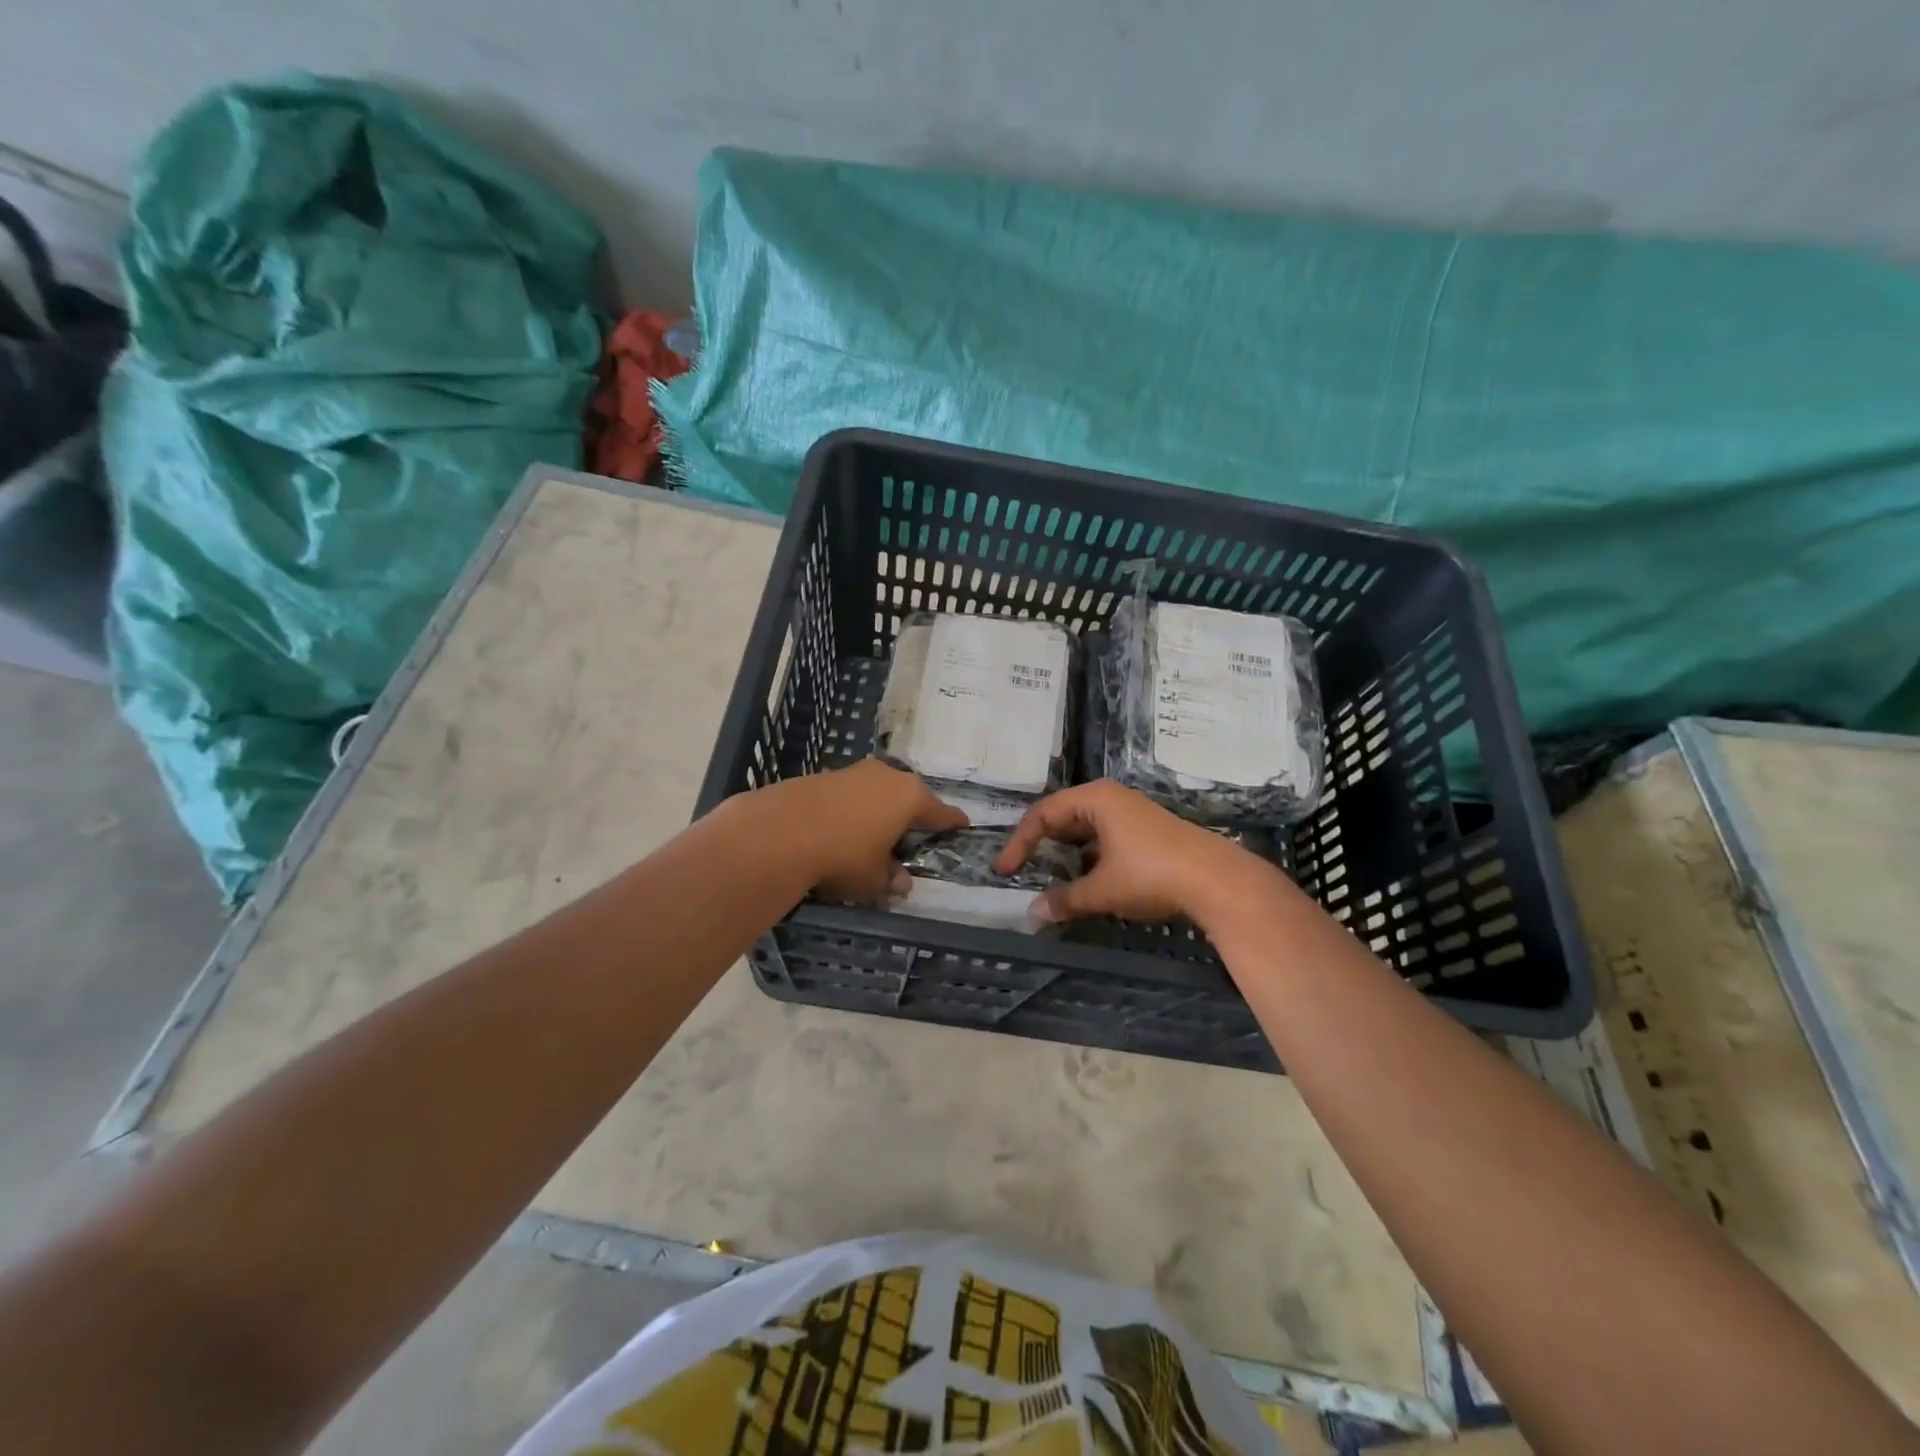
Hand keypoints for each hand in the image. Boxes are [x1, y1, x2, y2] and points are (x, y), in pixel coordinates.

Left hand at [765, 759, 966, 904]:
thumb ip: (891, 878)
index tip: (962, 825)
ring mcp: (854, 772)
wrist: (780, 831)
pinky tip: (840, 829)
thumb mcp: (873, 879)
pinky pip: (849, 794)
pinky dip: (852, 809)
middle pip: (908, 796)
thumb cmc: (843, 856)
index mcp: (909, 798)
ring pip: (877, 792)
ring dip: (878, 810)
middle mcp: (886, 776)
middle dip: (911, 814)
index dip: (952, 822)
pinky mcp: (823, 775)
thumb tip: (902, 882)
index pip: (940, 812)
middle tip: (912, 835)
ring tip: (872, 834)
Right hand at [994, 780, 1267, 925]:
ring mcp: (1132, 815)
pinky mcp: (1148, 833)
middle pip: (1064, 817)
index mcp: (1095, 799)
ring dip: (1067, 855)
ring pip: (1086, 830)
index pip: (1043, 814)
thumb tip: (1032, 914)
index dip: (1020, 842)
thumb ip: (1064, 900)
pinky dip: (1090, 859)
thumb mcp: (1102, 890)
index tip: (1005, 871)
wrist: (1218, 881)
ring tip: (1054, 880)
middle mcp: (1112, 799)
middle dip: (1043, 845)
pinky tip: (1090, 883)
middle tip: (1025, 871)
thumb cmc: (1151, 874)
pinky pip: (1106, 840)